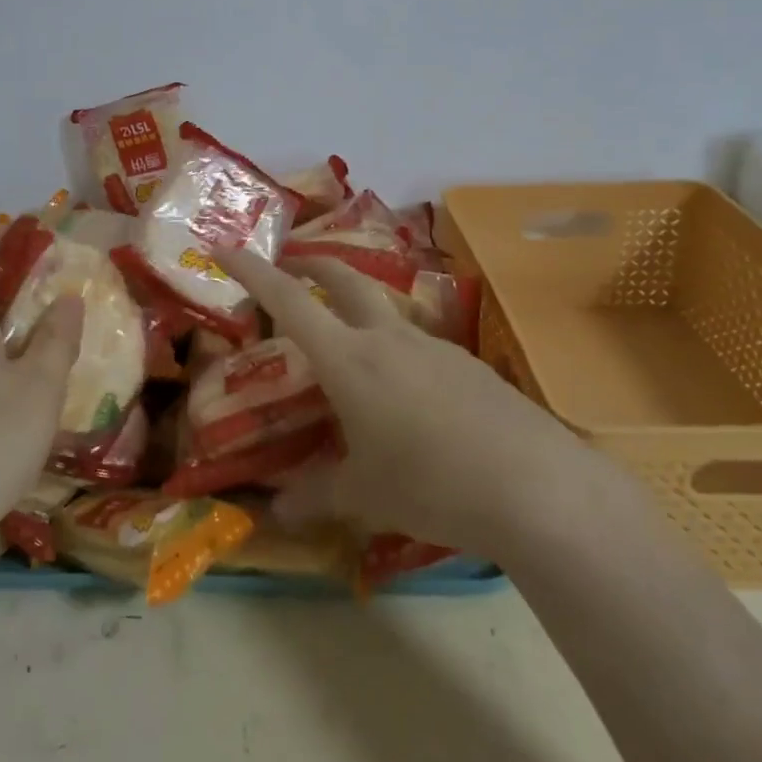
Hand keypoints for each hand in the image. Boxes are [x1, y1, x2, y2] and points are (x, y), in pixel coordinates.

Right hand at [215, 247, 589, 551]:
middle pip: (344, 279)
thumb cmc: (432, 485)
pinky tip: (407, 396)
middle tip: (290, 264)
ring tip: (348, 343)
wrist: (536, 488)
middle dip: (311, 264)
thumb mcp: (365, 495)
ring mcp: (435, 347)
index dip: (252, 272)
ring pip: (385, 310)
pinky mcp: (470, 366)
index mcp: (349, 361)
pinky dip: (397, 351)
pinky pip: (420, 346)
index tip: (224, 249)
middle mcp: (389, 339)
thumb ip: (316, 496)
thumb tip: (277, 513)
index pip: (289, 301)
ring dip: (358, 308)